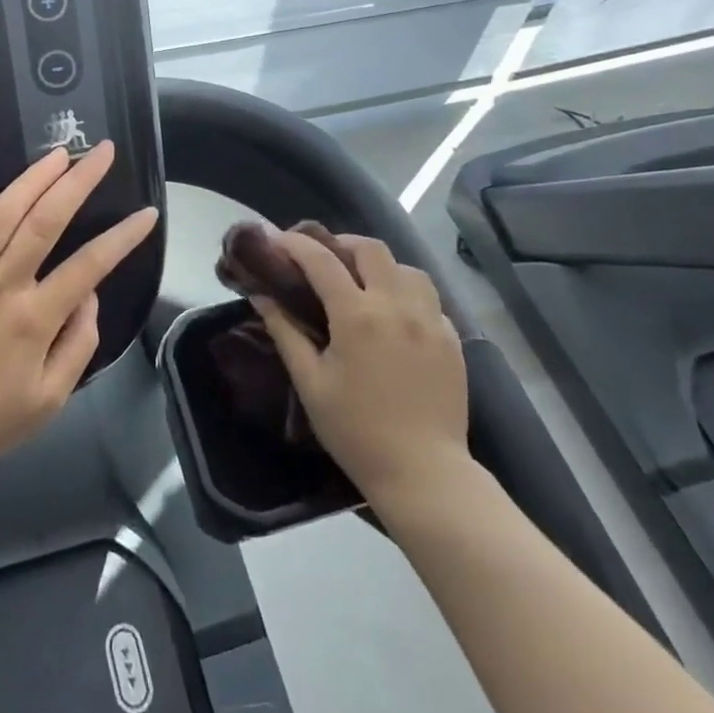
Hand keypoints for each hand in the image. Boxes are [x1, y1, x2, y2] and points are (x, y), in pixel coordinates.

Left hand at [0, 142, 159, 476]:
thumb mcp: (50, 399)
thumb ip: (79, 342)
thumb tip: (88, 292)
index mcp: (33, 319)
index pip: (89, 264)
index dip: (123, 236)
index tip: (146, 214)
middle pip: (44, 221)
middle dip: (78, 181)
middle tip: (102, 151)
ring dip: (31, 179)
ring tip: (58, 154)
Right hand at [255, 232, 471, 503]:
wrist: (423, 472)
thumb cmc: (355, 430)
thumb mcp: (310, 382)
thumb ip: (285, 332)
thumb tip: (261, 296)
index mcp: (357, 315)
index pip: (321, 260)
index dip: (295, 244)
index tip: (277, 240)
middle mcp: (396, 305)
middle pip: (371, 249)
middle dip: (341, 244)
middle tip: (322, 258)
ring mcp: (431, 320)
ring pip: (406, 268)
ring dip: (380, 265)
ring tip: (362, 282)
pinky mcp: (452, 338)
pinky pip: (429, 297)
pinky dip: (406, 292)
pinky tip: (394, 314)